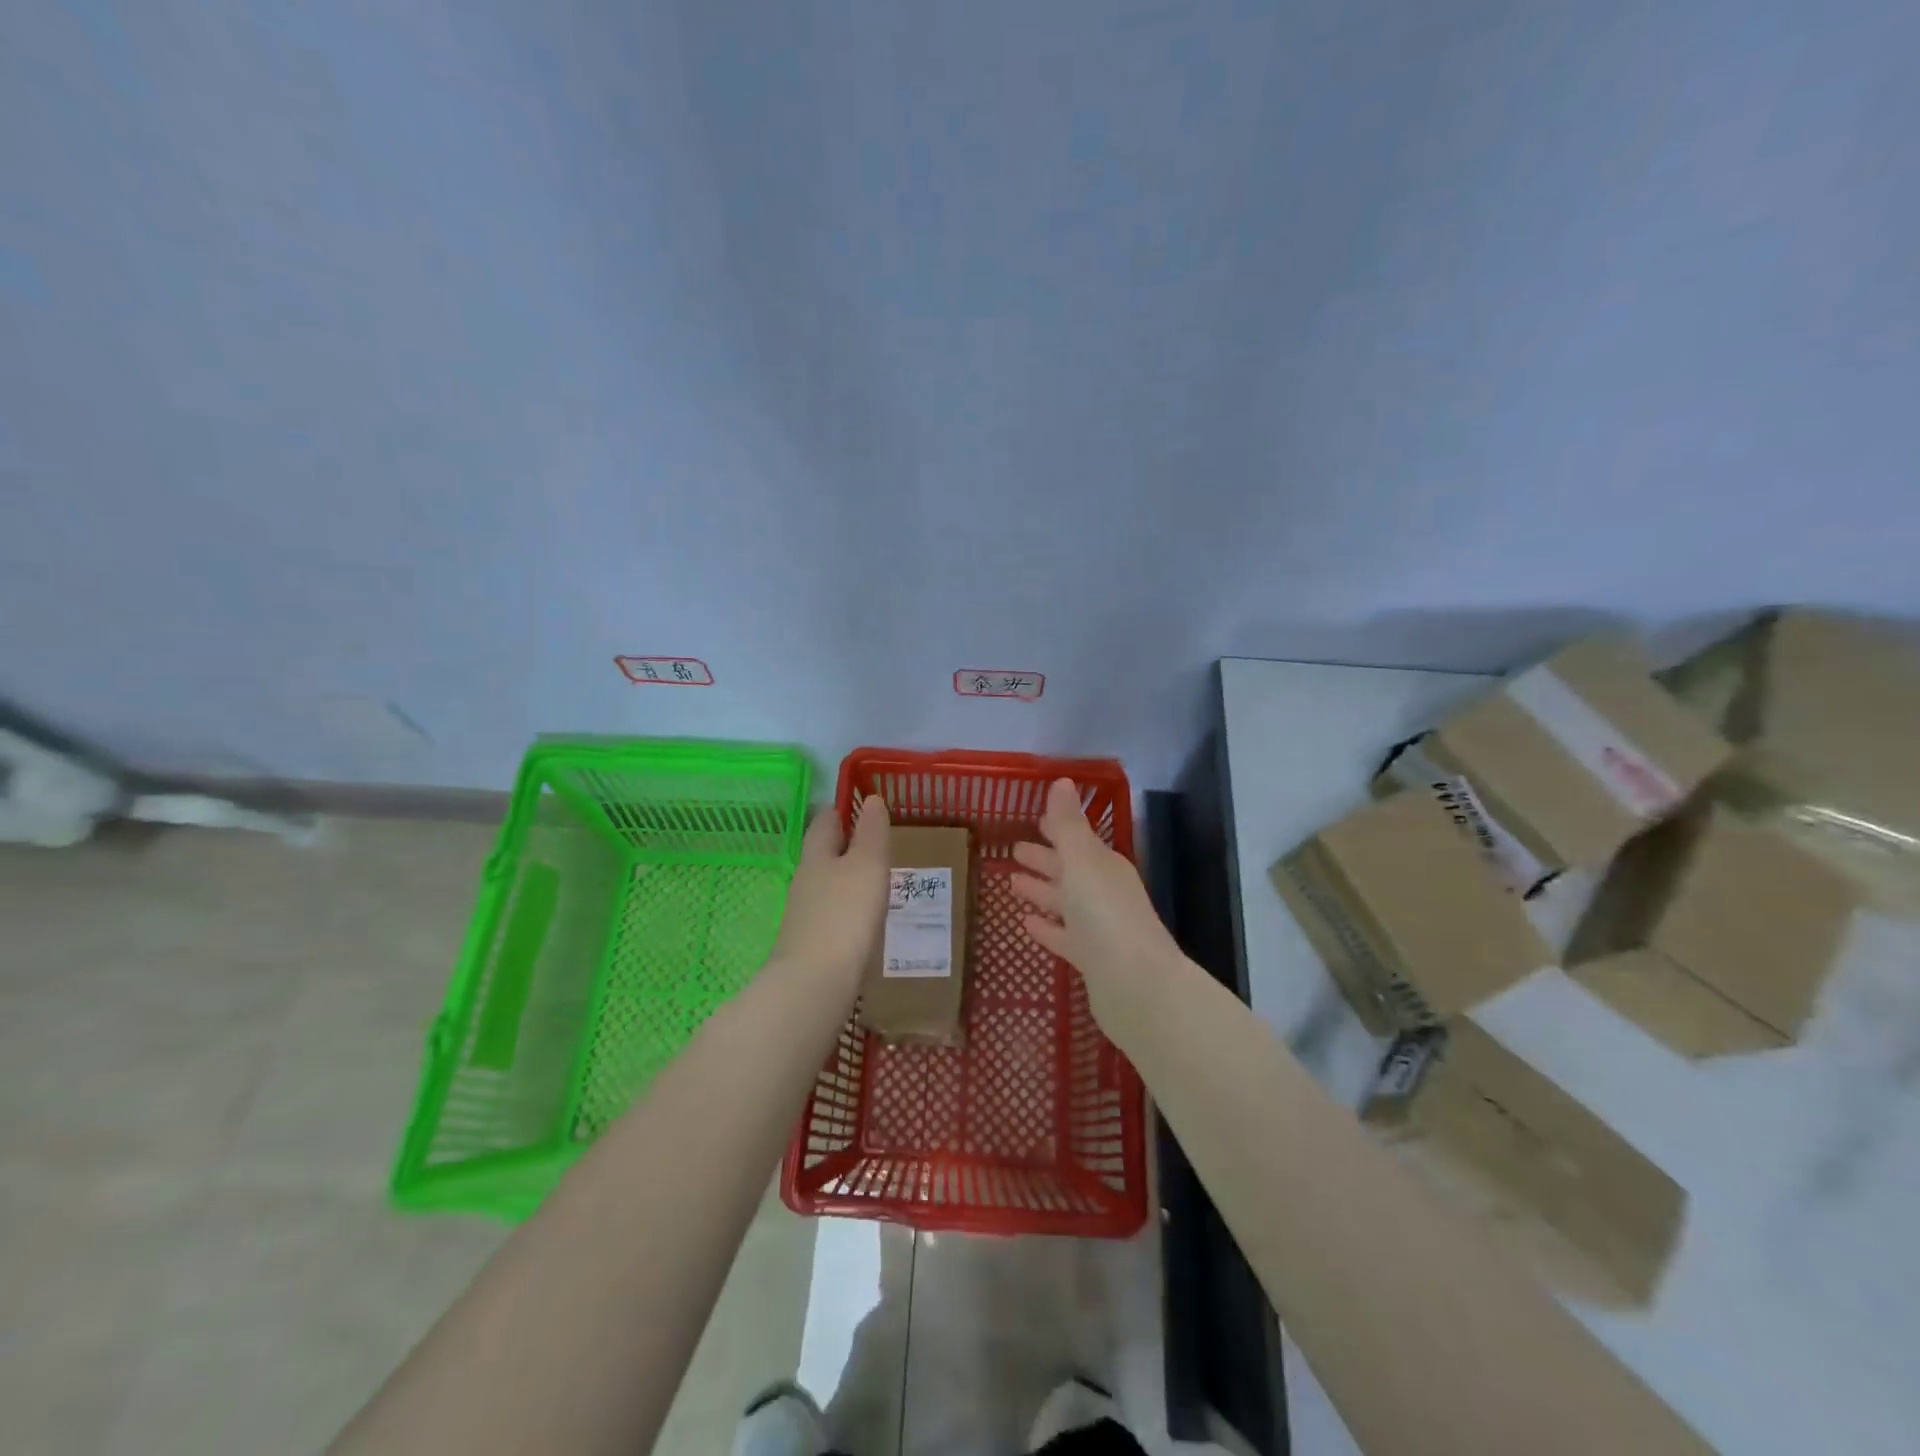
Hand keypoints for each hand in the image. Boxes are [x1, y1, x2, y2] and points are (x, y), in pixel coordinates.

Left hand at [770, 795, 890, 986]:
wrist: (814, 984)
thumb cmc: (845, 914)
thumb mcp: (867, 865)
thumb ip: (872, 832)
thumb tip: (871, 799)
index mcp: (817, 855)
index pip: (825, 821)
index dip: (842, 811)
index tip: (862, 808)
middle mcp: (805, 880)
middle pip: (822, 854)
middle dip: (845, 847)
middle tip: (876, 846)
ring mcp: (804, 914)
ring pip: (826, 885)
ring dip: (847, 880)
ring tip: (875, 882)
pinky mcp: (811, 944)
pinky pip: (831, 915)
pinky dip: (846, 910)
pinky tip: (864, 921)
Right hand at [1011, 778, 1179, 1019]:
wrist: (1137, 986)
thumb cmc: (1105, 914)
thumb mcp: (1082, 861)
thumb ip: (1068, 823)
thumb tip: (1062, 781)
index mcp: (1104, 865)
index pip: (1077, 840)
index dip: (1056, 829)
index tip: (1033, 820)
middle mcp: (1104, 892)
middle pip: (1070, 870)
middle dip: (1044, 859)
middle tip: (1013, 850)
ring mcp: (1099, 927)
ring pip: (1065, 902)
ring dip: (1041, 891)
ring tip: (1012, 883)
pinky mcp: (1091, 959)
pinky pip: (1063, 936)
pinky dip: (1047, 928)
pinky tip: (1025, 924)